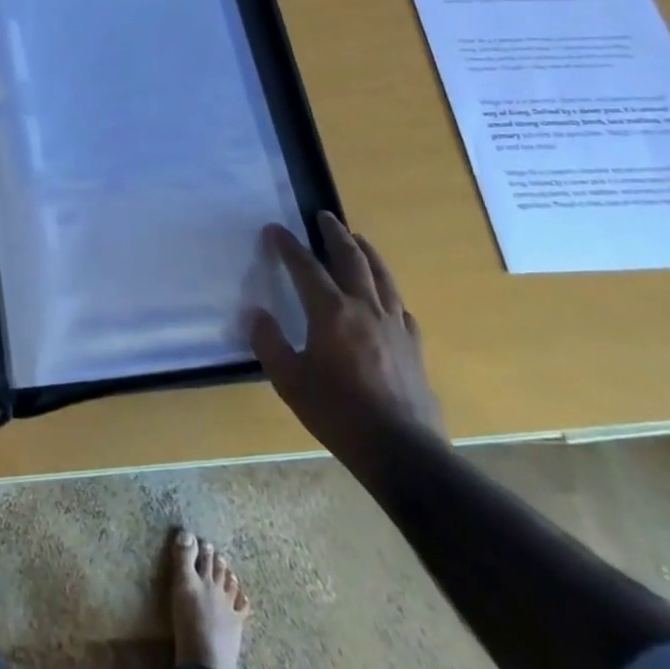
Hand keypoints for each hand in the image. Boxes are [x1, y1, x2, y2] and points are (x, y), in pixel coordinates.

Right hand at [249, 212, 444, 469]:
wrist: (403, 451)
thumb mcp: (289, 381)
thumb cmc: (338, 413)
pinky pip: (400, 306)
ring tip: (358, 238)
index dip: (288, 245)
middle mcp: (365, 308)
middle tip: (325, 216)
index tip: (274, 229)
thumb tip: (255, 313)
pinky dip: (388, 291)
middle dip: (335, 234)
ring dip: (367, 252)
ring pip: (381, 276)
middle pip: (351, 259)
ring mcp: (394, 326)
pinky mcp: (414, 346)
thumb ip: (269, 343)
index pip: (305, 267)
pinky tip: (385, 296)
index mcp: (331, 312)